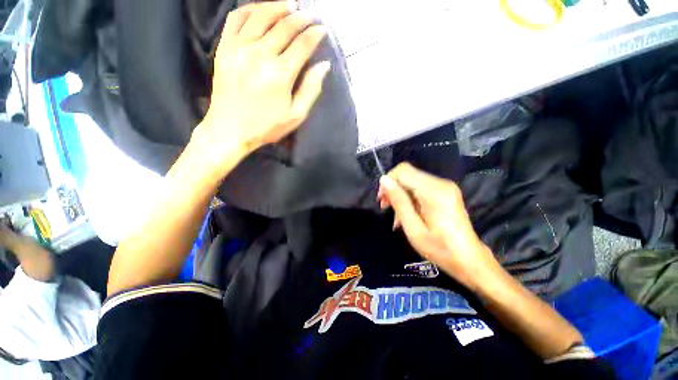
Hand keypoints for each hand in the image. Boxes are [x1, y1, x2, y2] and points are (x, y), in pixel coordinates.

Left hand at [196, 2, 330, 157]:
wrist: (230, 129)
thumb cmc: (267, 126)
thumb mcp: (295, 115)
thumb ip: (311, 90)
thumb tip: (324, 65)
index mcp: (280, 74)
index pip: (302, 44)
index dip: (315, 34)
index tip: (323, 29)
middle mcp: (260, 54)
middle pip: (284, 25)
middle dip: (301, 17)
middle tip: (311, 14)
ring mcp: (239, 47)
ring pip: (261, 15)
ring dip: (278, 6)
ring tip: (290, 4)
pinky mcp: (224, 47)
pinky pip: (237, 18)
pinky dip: (250, 8)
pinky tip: (261, 9)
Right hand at [378, 163, 498, 288]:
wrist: (470, 260)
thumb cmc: (440, 249)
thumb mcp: (413, 228)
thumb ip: (399, 201)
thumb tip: (384, 180)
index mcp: (433, 192)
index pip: (403, 171)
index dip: (388, 181)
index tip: (382, 200)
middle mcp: (441, 183)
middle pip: (407, 174)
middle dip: (393, 188)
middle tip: (385, 207)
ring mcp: (445, 187)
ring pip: (412, 181)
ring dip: (400, 195)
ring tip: (396, 215)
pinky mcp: (446, 192)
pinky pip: (421, 188)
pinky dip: (410, 198)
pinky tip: (407, 214)